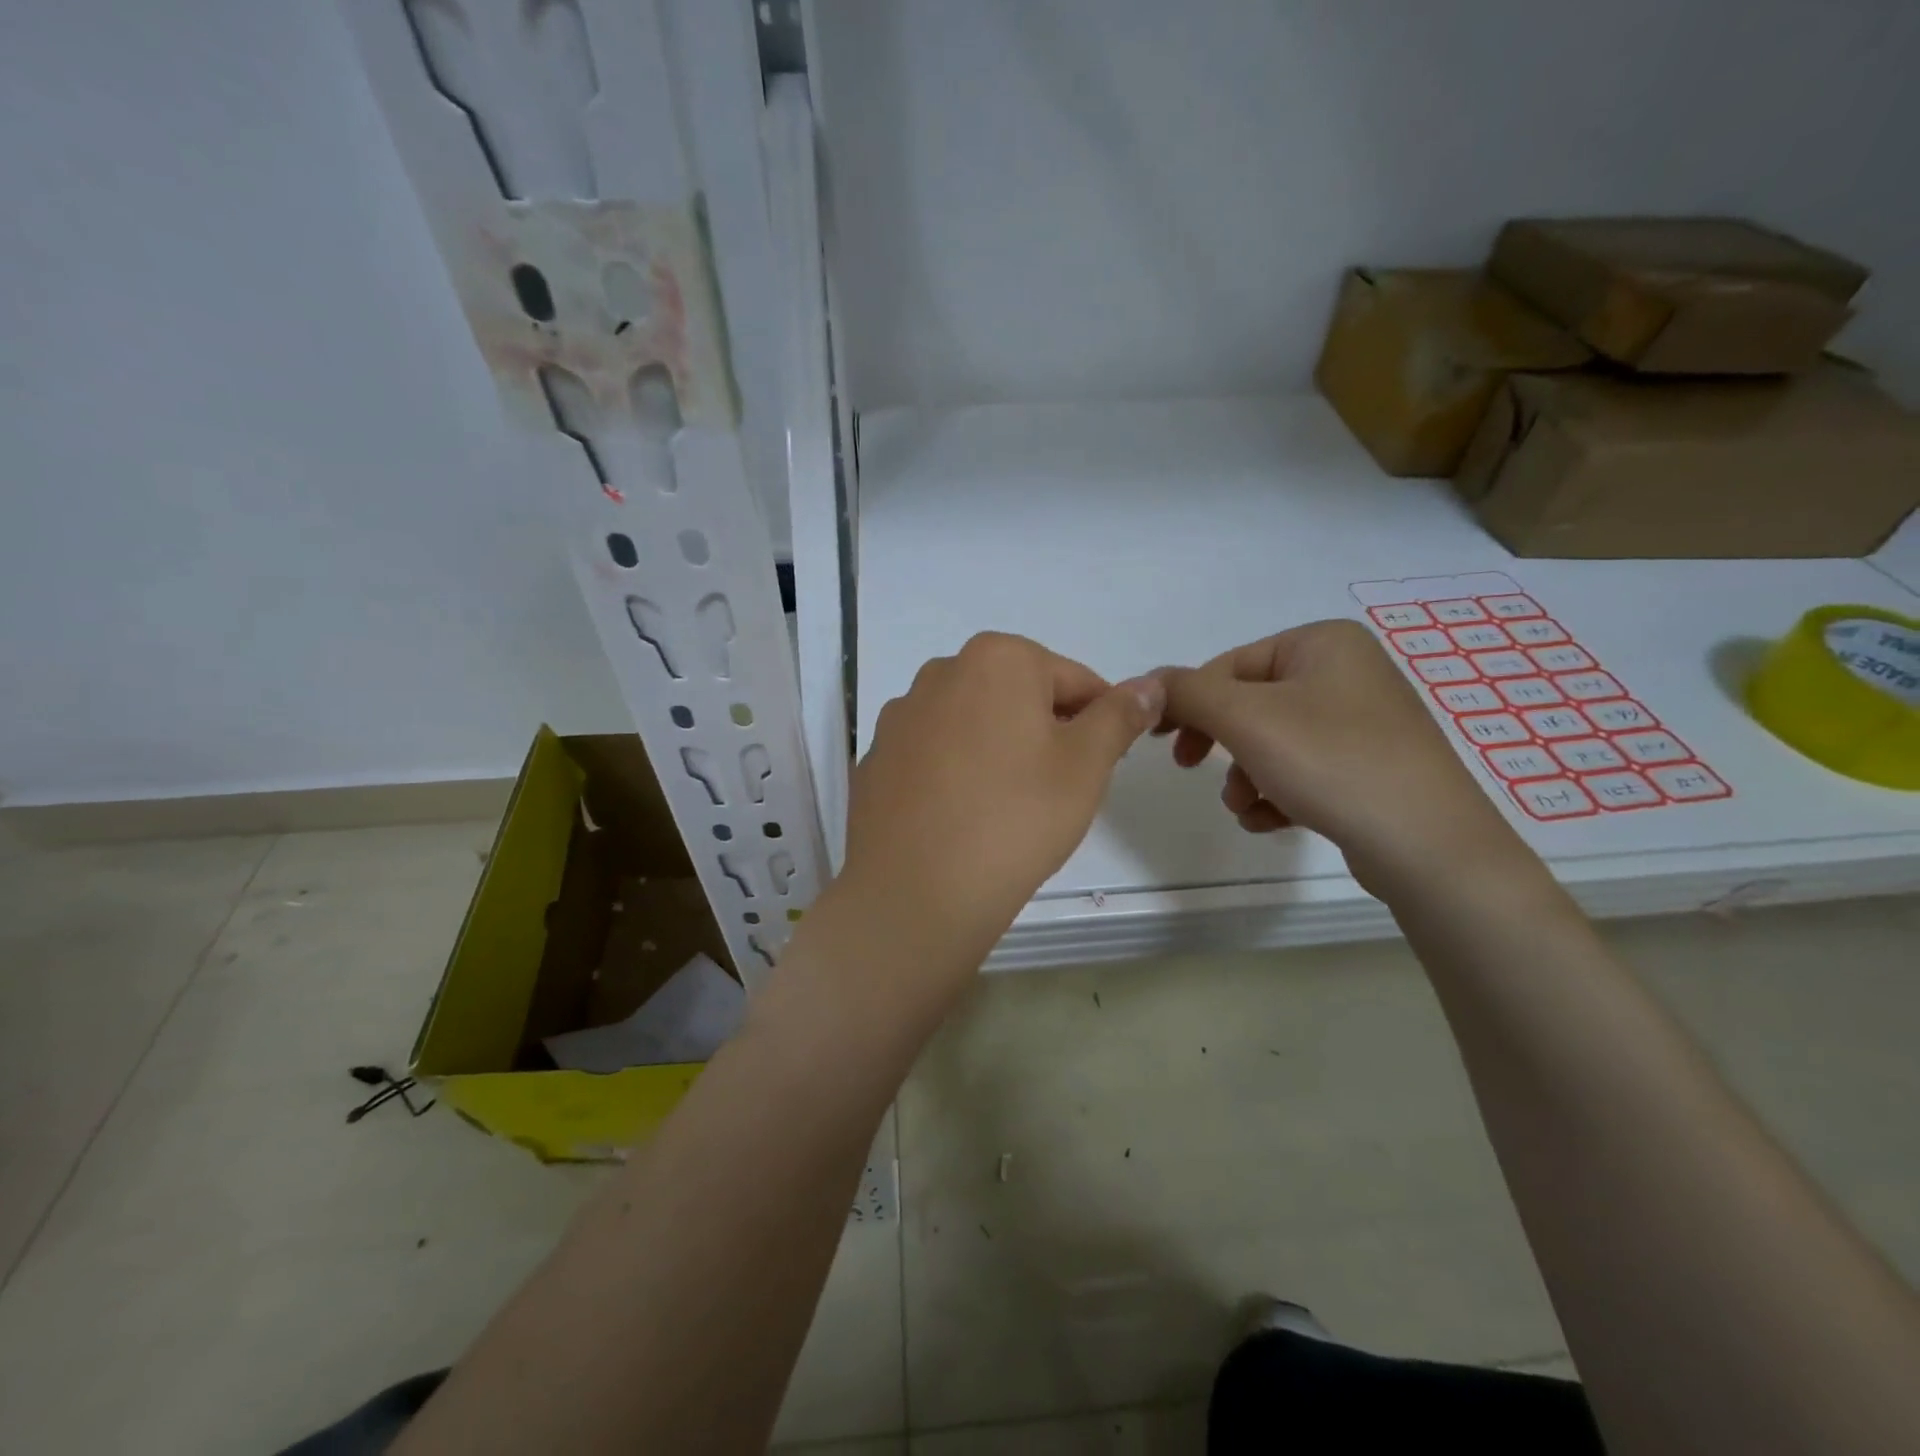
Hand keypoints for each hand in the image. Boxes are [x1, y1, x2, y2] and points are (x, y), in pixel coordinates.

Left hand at [839, 633, 1164, 967]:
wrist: (915, 892)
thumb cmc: (1015, 818)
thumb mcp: (1086, 765)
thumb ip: (1119, 716)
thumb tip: (1148, 685)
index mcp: (997, 659)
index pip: (1074, 679)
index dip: (1099, 721)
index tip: (1102, 766)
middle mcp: (941, 672)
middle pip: (1017, 696)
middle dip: (1045, 733)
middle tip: (1057, 791)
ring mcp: (901, 716)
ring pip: (973, 724)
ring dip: (998, 750)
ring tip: (1007, 808)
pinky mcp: (876, 758)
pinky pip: (933, 755)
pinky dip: (955, 773)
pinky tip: (961, 817)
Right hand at [1154, 619, 1529, 894]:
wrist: (1428, 846)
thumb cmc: (1332, 762)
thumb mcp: (1246, 719)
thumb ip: (1187, 693)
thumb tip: (1147, 684)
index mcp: (1321, 643)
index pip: (1228, 666)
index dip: (1189, 703)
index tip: (1160, 743)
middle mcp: (1345, 672)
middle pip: (1249, 705)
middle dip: (1220, 744)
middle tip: (1189, 768)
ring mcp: (1361, 721)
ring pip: (1271, 742)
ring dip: (1244, 777)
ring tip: (1246, 807)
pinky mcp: (1368, 766)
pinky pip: (1301, 769)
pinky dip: (1276, 793)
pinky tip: (1272, 821)